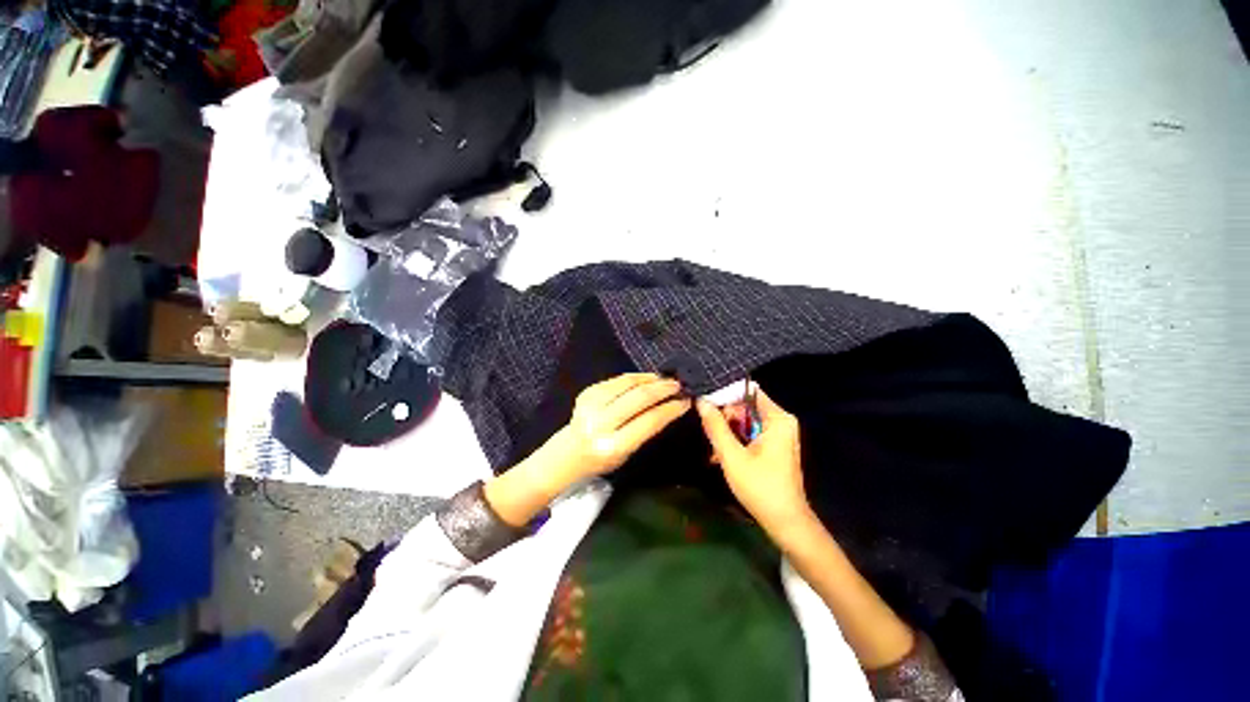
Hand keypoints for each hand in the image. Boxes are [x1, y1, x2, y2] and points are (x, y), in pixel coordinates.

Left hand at [552, 373, 690, 480]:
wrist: (568, 453)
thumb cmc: (602, 459)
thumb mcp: (627, 453)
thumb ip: (645, 430)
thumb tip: (669, 404)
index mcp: (614, 445)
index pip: (649, 422)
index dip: (670, 409)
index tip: (685, 402)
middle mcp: (601, 423)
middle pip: (639, 398)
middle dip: (662, 389)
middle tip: (678, 385)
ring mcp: (591, 405)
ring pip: (627, 384)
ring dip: (650, 379)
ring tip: (664, 379)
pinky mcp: (587, 393)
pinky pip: (616, 380)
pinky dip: (634, 377)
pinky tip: (646, 378)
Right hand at [696, 387, 810, 534]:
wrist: (785, 522)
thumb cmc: (760, 487)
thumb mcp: (732, 456)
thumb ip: (716, 426)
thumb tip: (701, 401)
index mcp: (777, 419)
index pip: (748, 391)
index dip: (726, 395)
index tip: (707, 405)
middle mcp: (780, 421)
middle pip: (745, 406)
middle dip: (725, 418)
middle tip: (712, 435)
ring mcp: (778, 434)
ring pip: (745, 421)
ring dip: (727, 432)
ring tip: (715, 450)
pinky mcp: (774, 446)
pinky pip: (750, 433)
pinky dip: (736, 441)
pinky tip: (722, 456)